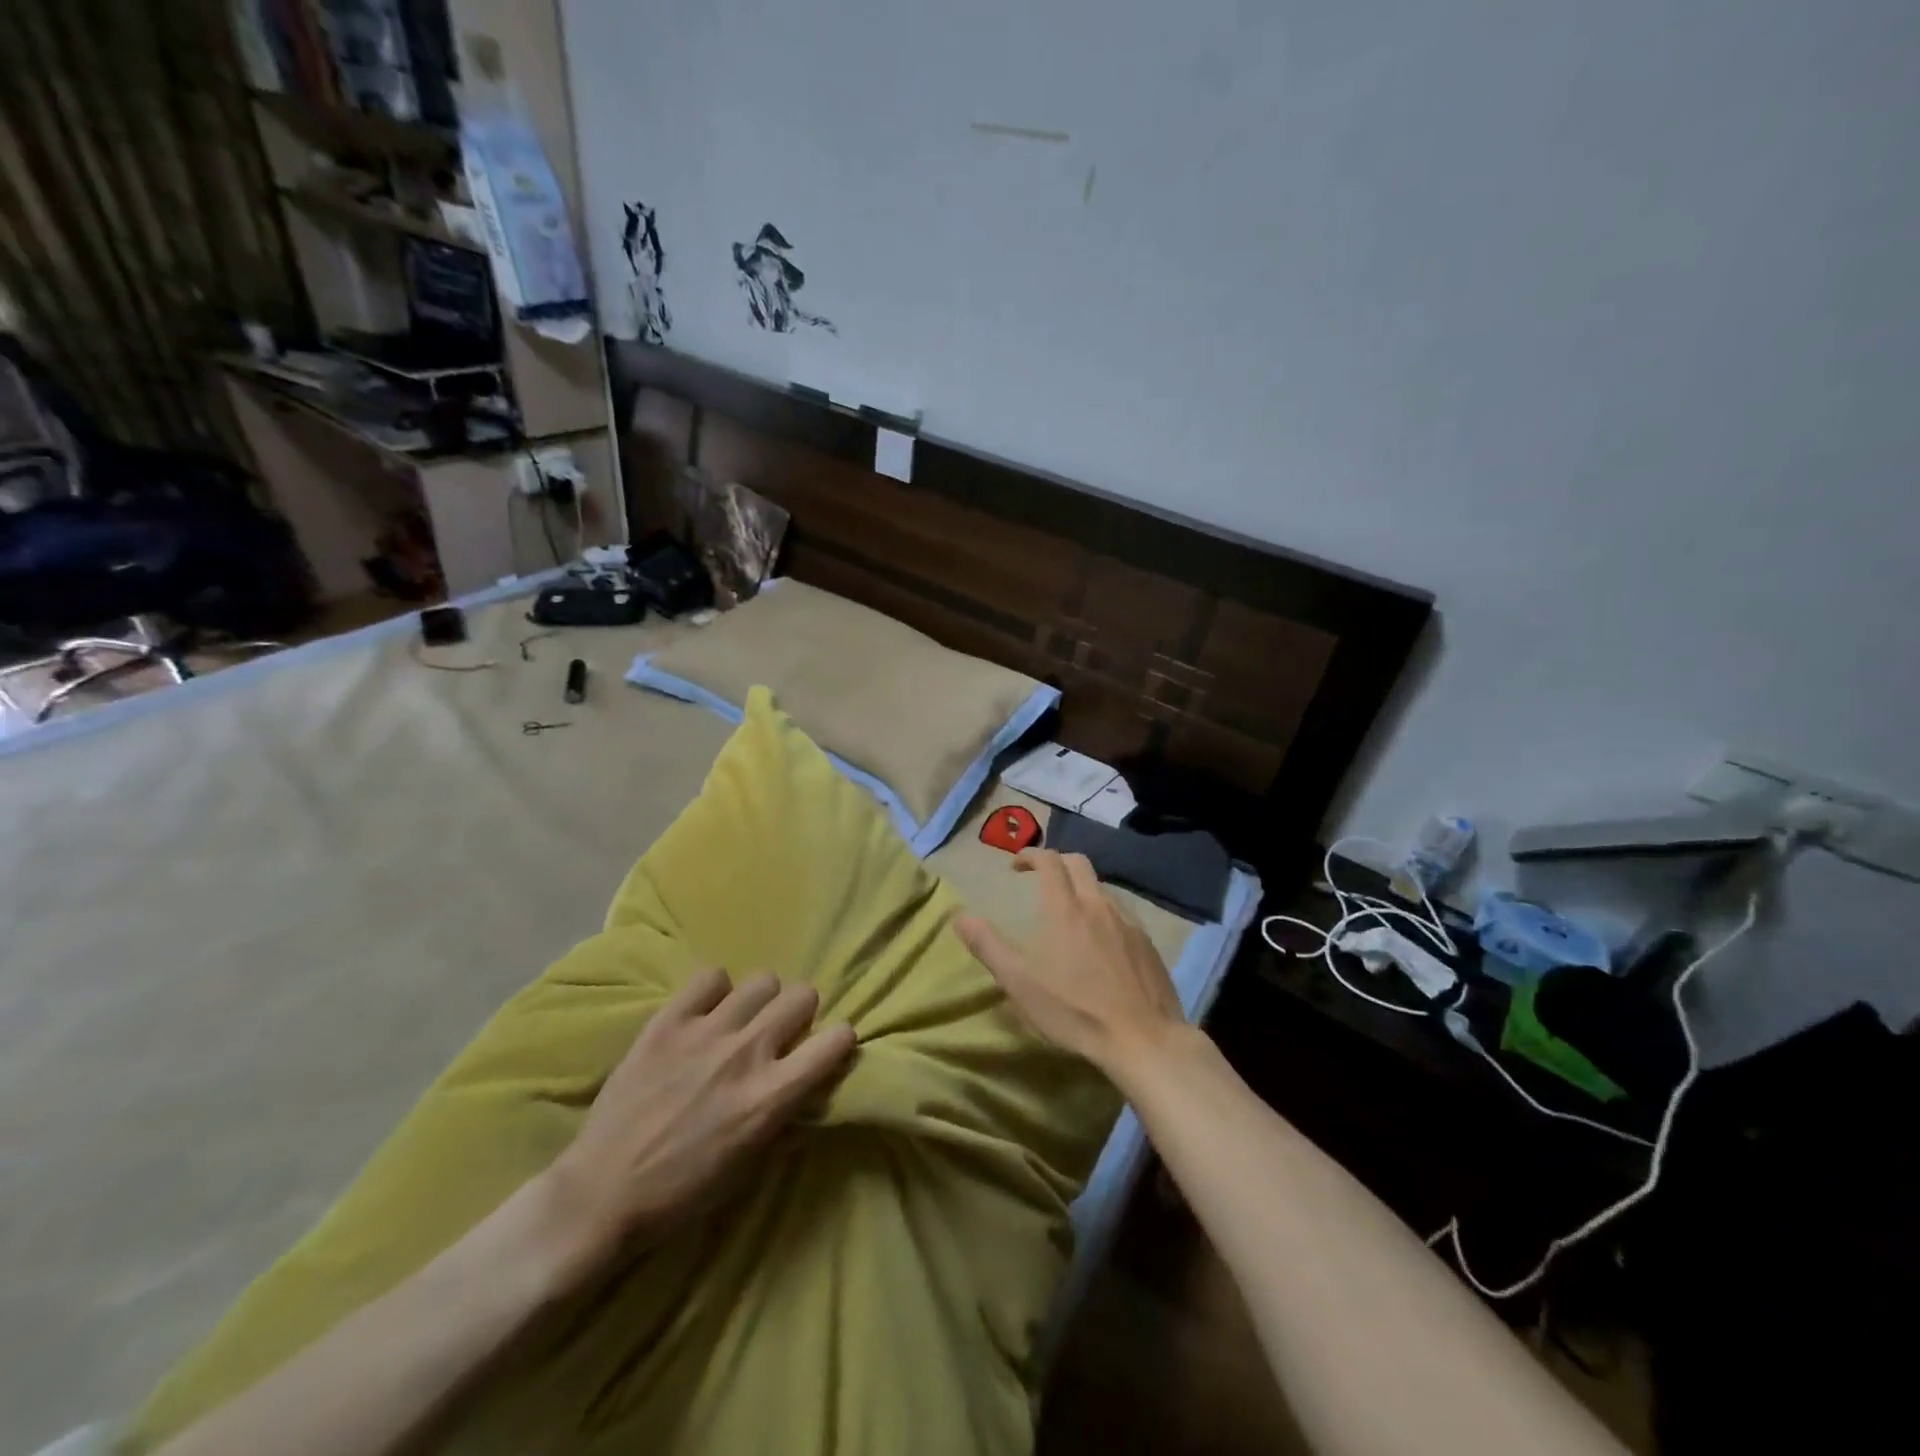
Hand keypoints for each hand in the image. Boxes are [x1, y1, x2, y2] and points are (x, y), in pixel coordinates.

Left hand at [544, 968, 856, 1264]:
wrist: (601, 1194)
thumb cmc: (683, 1192)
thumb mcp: (751, 1168)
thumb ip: (789, 1122)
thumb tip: (814, 1090)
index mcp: (770, 1096)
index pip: (835, 1041)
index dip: (838, 1042)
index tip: (827, 1050)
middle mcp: (746, 1054)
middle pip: (802, 995)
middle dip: (799, 1014)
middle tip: (781, 1035)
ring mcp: (706, 1032)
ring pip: (762, 980)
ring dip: (760, 1002)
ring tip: (741, 1021)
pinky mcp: (668, 1022)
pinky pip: (710, 977)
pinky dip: (714, 992)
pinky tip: (704, 1015)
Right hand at [955, 850, 1187, 1083]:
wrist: (1143, 1039)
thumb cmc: (1075, 1010)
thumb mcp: (1020, 983)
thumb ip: (988, 946)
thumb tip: (959, 915)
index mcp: (1065, 908)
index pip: (1049, 861)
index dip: (1031, 855)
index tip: (1016, 866)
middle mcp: (1098, 904)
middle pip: (1079, 863)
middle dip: (1056, 862)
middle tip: (1041, 880)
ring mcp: (1128, 921)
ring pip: (1102, 887)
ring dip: (1082, 887)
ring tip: (1070, 912)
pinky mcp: (1148, 942)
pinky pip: (1123, 911)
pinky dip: (1104, 911)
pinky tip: (1102, 940)